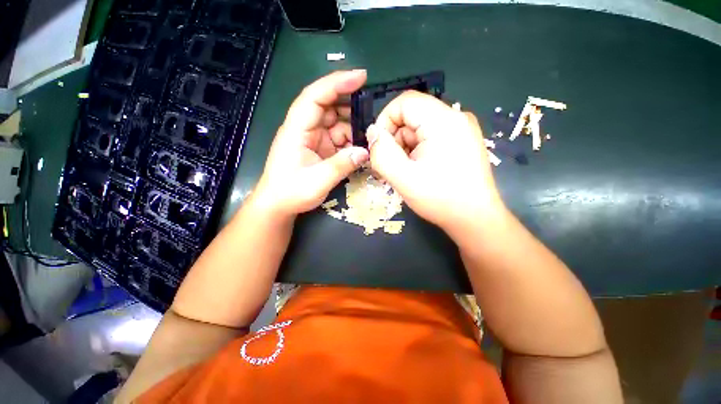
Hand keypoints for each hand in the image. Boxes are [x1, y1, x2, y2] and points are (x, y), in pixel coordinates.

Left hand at [255, 70, 369, 216]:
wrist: (278, 205)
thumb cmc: (291, 192)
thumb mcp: (318, 181)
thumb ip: (342, 165)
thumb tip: (366, 151)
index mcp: (297, 130)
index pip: (315, 97)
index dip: (336, 83)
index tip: (361, 77)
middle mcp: (304, 129)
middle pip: (328, 107)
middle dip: (350, 108)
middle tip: (372, 115)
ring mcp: (312, 138)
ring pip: (336, 123)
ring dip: (352, 129)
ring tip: (368, 137)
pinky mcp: (319, 148)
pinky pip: (337, 139)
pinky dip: (350, 142)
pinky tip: (360, 150)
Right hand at [367, 90, 504, 232]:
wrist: (475, 219)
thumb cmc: (440, 199)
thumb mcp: (403, 177)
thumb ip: (382, 153)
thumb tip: (373, 133)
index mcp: (443, 121)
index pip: (404, 102)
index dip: (385, 121)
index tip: (379, 148)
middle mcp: (455, 117)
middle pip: (411, 116)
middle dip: (395, 140)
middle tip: (392, 167)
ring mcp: (461, 129)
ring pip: (419, 129)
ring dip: (406, 149)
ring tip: (406, 173)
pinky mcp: (461, 141)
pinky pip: (430, 137)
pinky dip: (417, 152)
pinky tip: (419, 171)